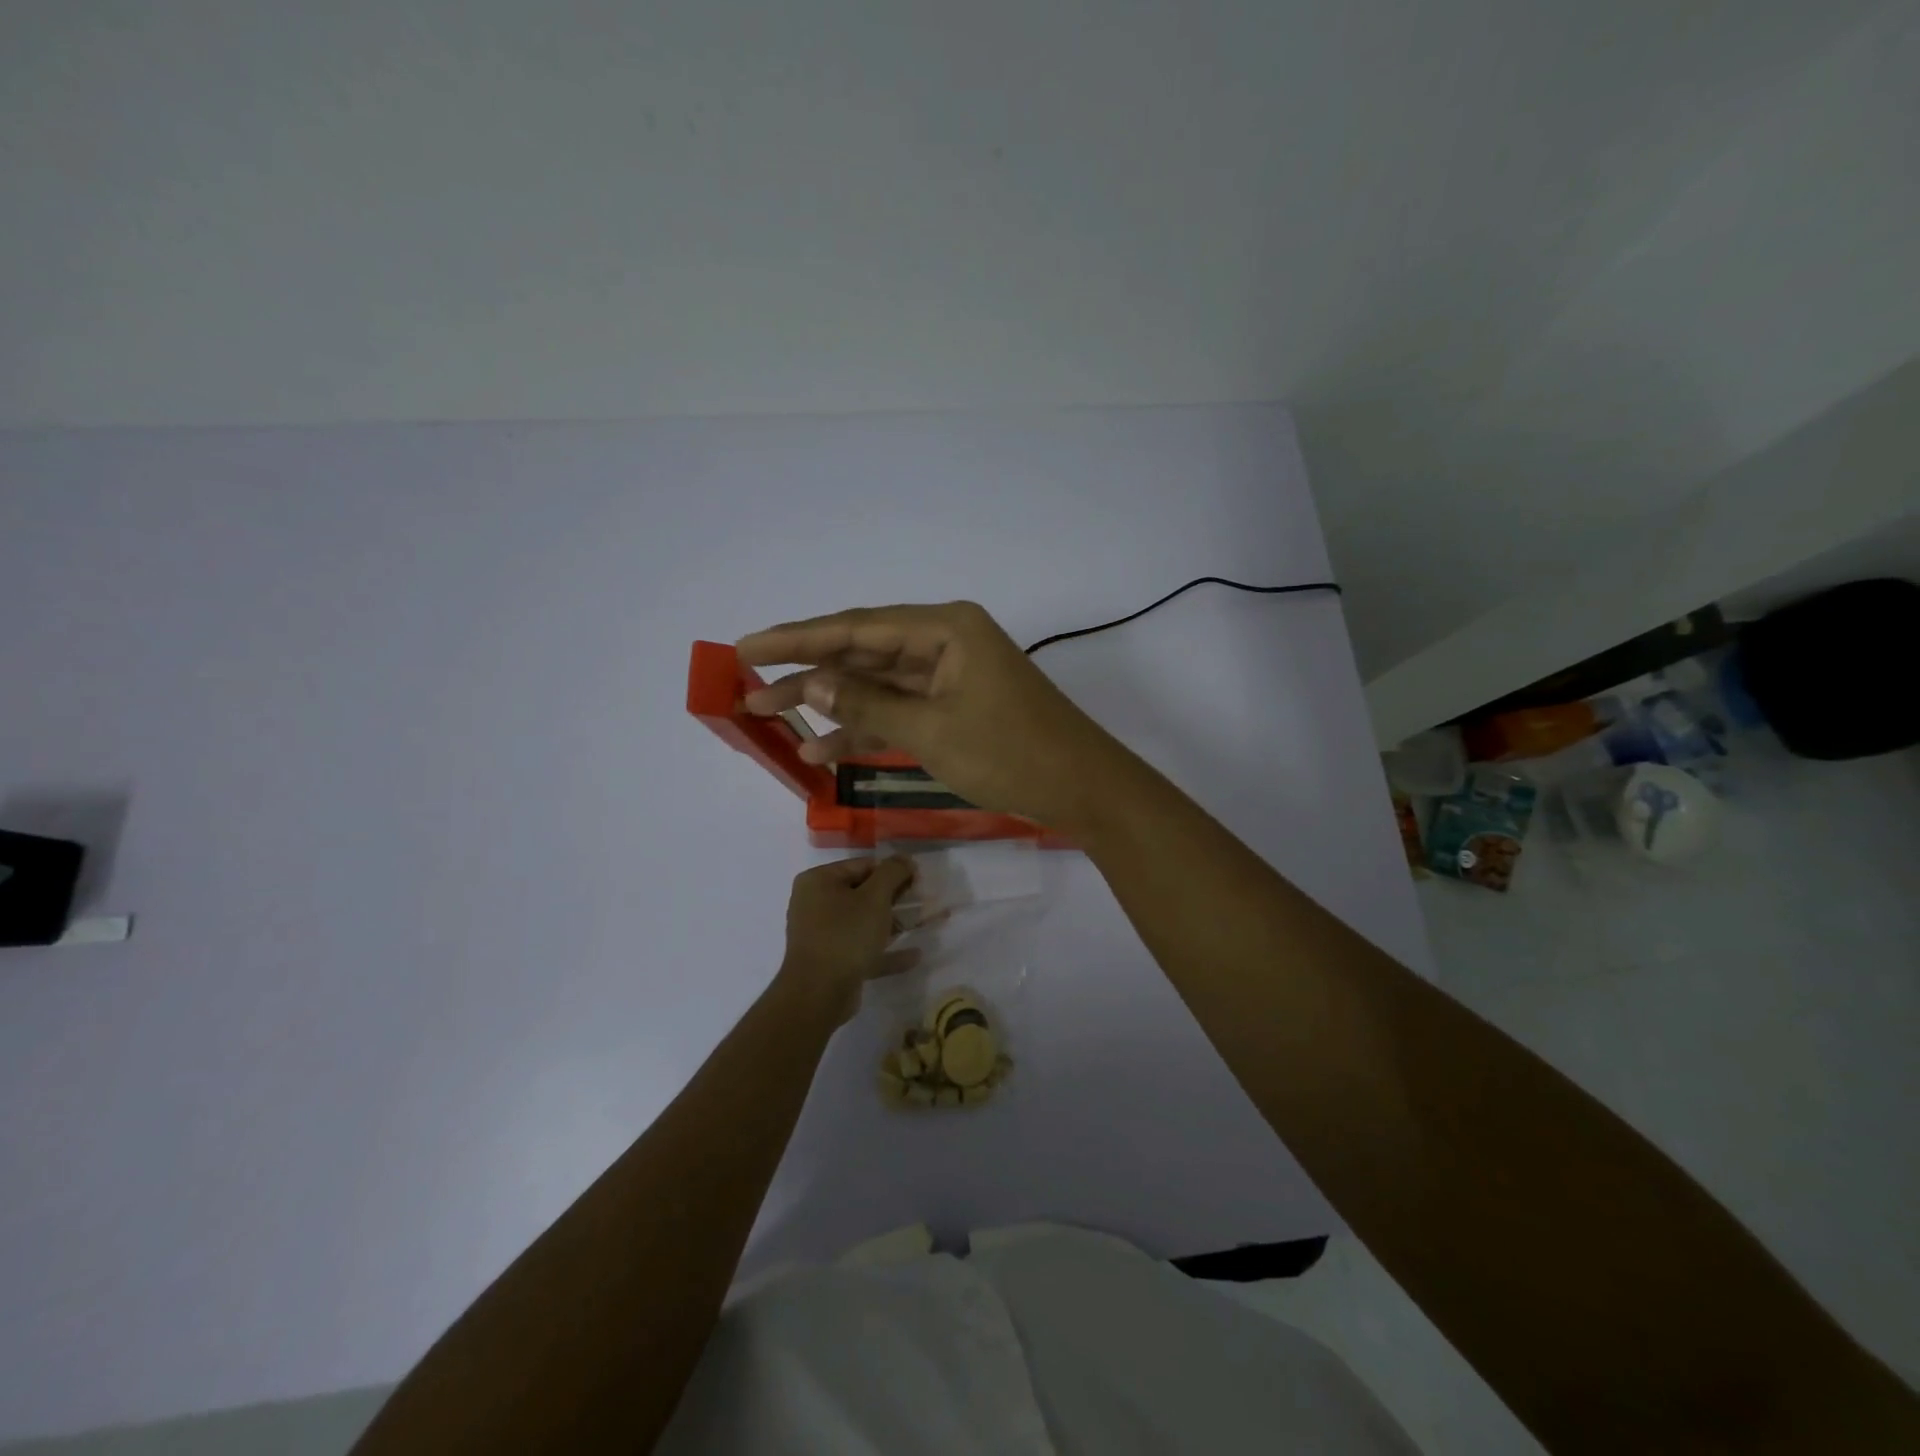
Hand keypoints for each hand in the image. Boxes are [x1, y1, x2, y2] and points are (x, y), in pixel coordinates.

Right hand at [737, 601, 1118, 828]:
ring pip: (877, 683)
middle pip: (862, 652)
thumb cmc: (1011, 753)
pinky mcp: (955, 706)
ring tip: (772, 720)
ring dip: (831, 702)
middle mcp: (945, 640)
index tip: (746, 648)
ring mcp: (951, 675)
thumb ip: (868, 703)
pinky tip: (824, 748)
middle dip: (807, 672)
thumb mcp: (932, 729)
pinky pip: (900, 710)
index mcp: (945, 628)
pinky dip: (867, 727)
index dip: (797, 638)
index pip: (855, 627)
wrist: (1082, 789)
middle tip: (750, 689)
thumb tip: (811, 681)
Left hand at [778, 856, 919, 1024]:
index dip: (893, 871)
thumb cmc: (845, 935)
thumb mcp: (874, 897)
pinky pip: (863, 949)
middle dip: (897, 898)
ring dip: (895, 923)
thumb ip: (892, 872)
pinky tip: (914, 955)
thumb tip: (905, 859)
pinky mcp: (832, 961)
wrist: (817, 994)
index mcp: (819, 881)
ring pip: (865, 922)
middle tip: (926, 900)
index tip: (919, 880)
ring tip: (927, 923)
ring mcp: (822, 934)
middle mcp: (815, 904)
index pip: (862, 866)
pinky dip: (886, 951)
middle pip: (863, 893)